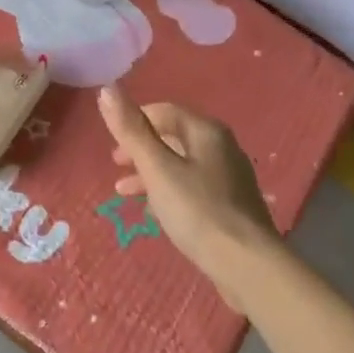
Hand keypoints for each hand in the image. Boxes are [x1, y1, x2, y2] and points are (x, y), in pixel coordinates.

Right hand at [98, 86, 281, 312]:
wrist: (247, 263)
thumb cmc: (197, 210)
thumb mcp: (157, 169)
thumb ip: (131, 130)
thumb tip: (107, 89)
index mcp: (207, 131)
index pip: (166, 111)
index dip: (136, 120)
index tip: (113, 142)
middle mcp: (222, 147)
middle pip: (174, 137)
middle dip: (142, 148)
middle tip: (116, 165)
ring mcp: (230, 177)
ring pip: (182, 164)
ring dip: (151, 172)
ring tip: (125, 191)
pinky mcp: (231, 205)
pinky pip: (193, 187)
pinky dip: (169, 190)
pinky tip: (156, 212)